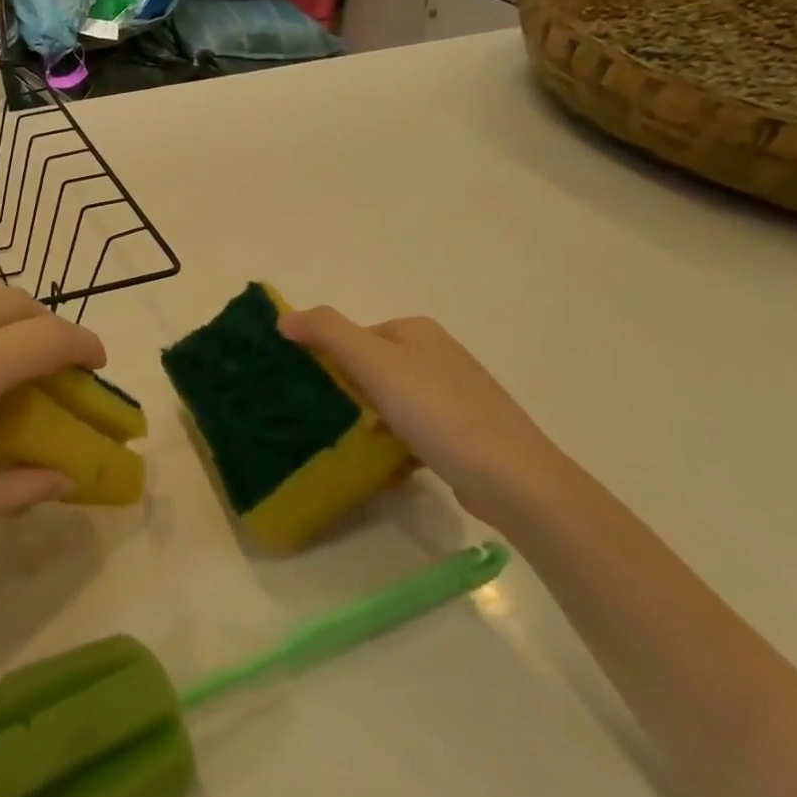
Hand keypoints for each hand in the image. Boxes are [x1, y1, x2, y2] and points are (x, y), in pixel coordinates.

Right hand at [278, 307, 572, 524]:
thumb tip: (284, 317)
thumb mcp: (375, 363)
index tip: (308, 393)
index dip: (326, 359)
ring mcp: (454, 393)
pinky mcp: (462, 430)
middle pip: (370, 366)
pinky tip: (382, 462)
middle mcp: (437, 353)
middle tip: (322, 420)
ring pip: (390, 399)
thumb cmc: (438, 412)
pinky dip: (393, 440)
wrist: (512, 479)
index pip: (352, 335)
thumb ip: (327, 332)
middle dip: (345, 390)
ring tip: (347, 444)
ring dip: (367, 418)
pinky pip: (411, 427)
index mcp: (416, 330)